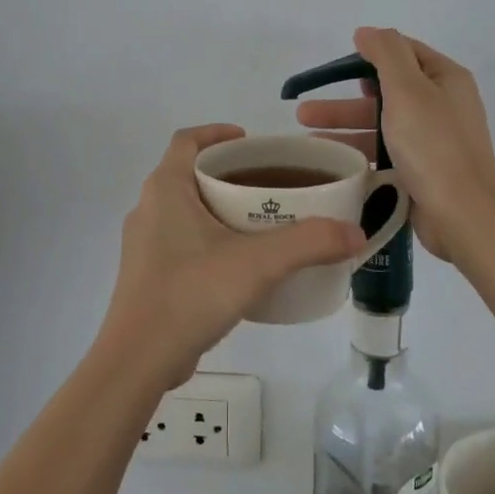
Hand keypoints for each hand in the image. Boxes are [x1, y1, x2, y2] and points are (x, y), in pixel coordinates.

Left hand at [98, 124, 365, 389]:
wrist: (138, 361)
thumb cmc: (190, 294)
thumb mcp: (258, 263)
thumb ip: (309, 243)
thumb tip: (356, 232)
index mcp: (165, 189)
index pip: (188, 140)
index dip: (218, 132)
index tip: (252, 142)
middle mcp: (148, 208)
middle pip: (190, 173)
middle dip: (229, 173)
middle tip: (270, 184)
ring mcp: (144, 244)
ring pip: (185, 209)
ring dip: (219, 207)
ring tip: (261, 222)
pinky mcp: (147, 275)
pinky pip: (181, 240)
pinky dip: (209, 238)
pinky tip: (239, 264)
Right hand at [294, 28, 494, 264]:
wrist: (464, 213)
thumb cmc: (433, 144)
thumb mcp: (408, 88)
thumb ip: (386, 54)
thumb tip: (367, 32)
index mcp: (445, 79)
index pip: (404, 53)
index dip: (369, 55)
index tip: (335, 68)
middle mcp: (442, 105)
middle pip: (385, 93)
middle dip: (344, 101)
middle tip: (303, 113)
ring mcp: (432, 141)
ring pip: (381, 127)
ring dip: (345, 130)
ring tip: (307, 141)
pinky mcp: (423, 172)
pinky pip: (385, 155)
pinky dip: (359, 155)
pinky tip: (332, 163)